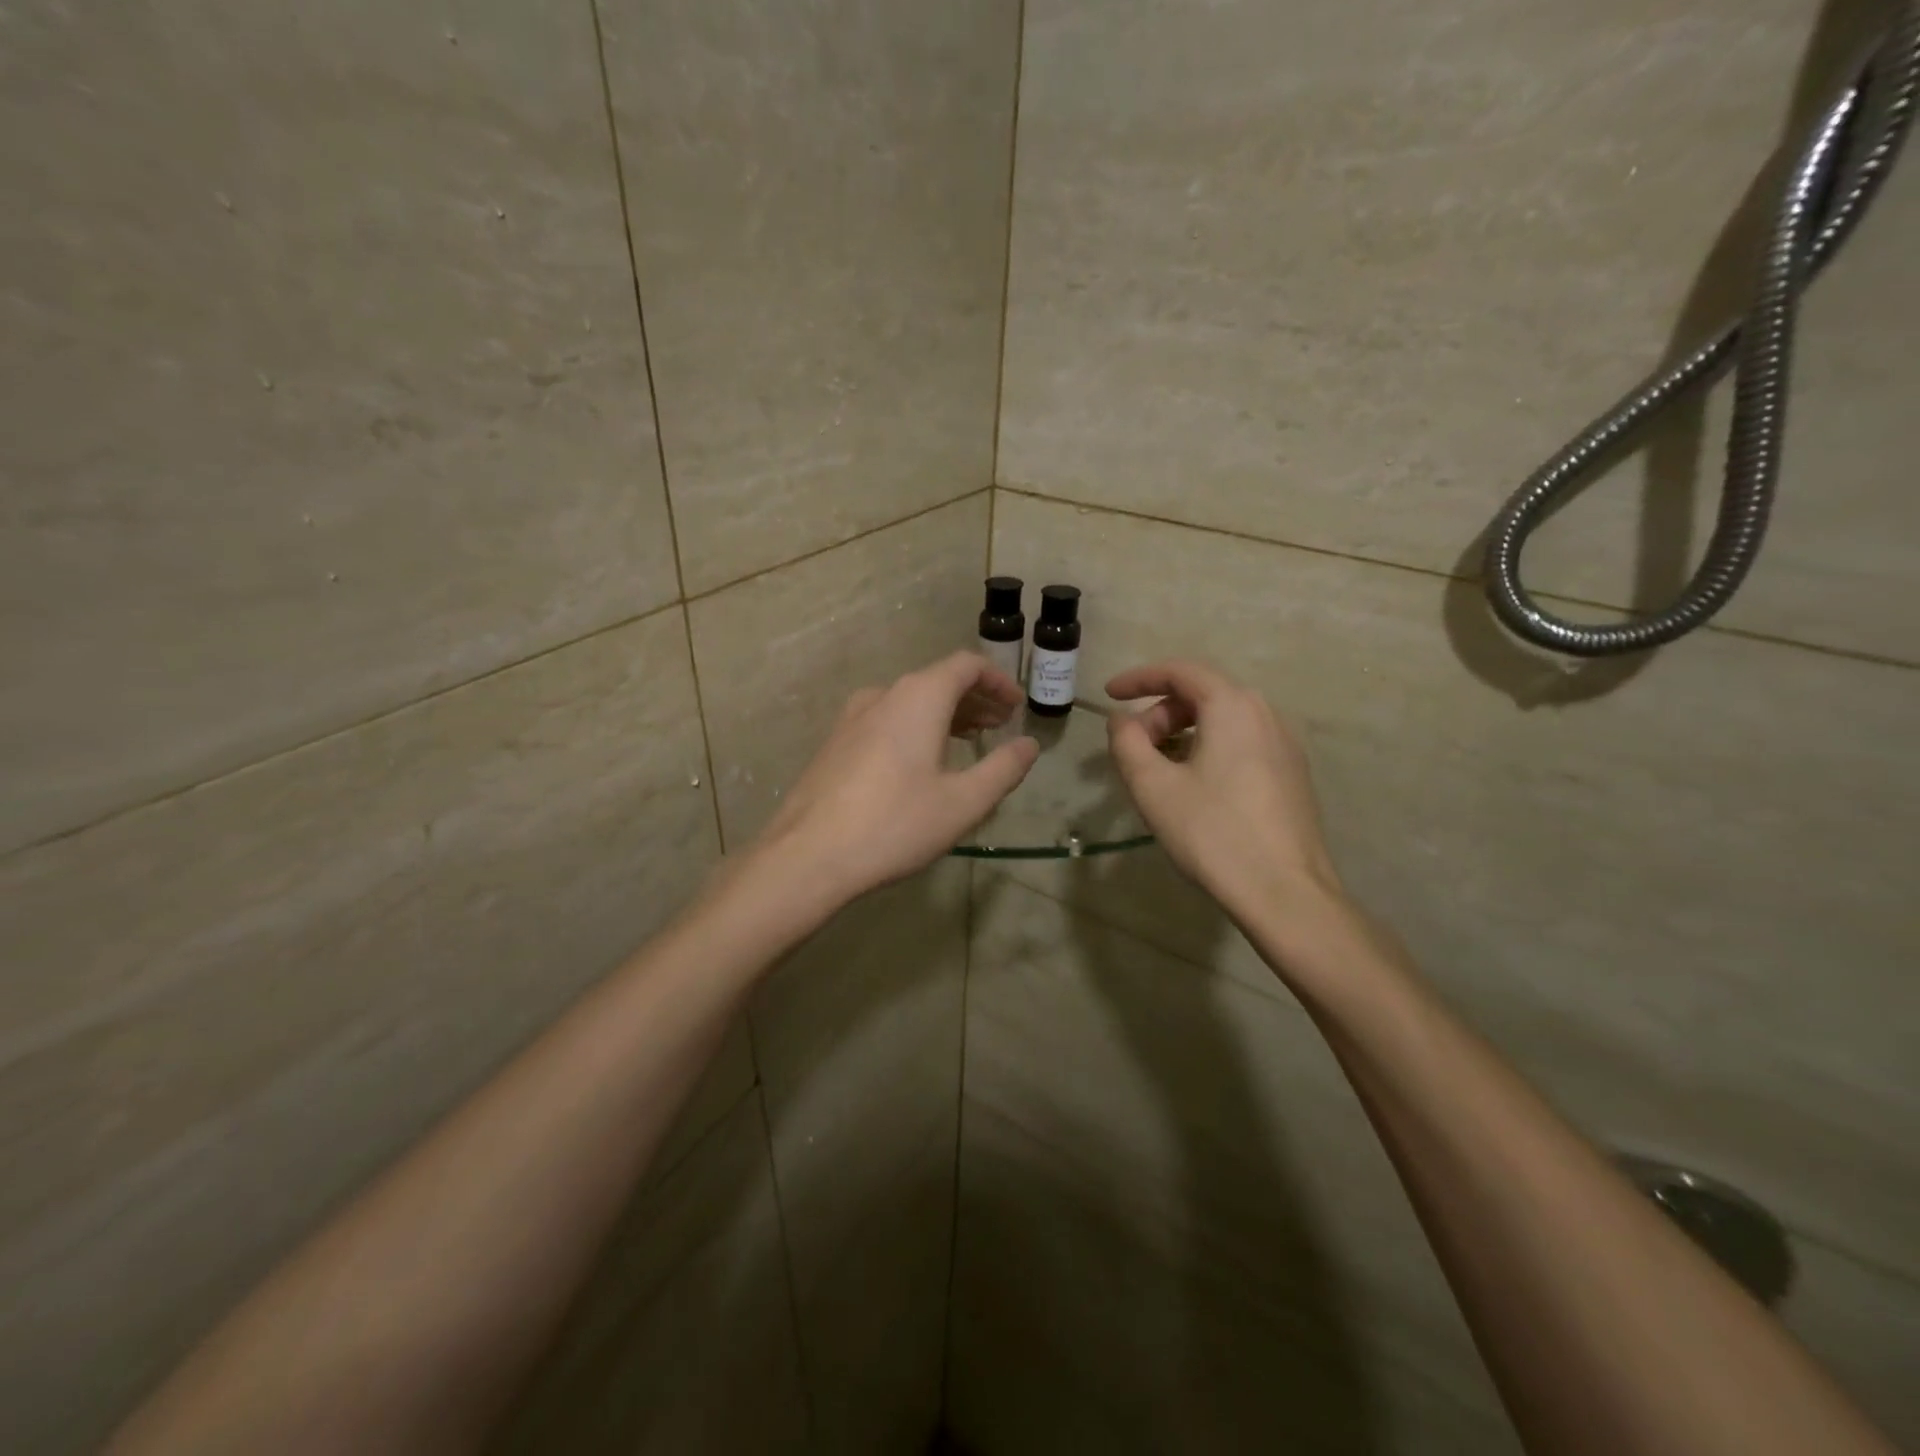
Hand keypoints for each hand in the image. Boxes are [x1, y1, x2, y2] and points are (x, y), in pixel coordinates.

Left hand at [751, 652, 1038, 906]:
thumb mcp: (963, 802)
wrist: (808, 855)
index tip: (1016, 706)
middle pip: (938, 681)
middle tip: (1000, 725)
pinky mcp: (835, 742)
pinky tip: (921, 761)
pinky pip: (886, 719)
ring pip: (910, 701)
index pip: (966, 666)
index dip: (997, 681)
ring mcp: (852, 717)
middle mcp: (884, 695)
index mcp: (919, 697)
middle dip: (975, 699)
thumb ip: (1003, 769)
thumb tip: (1028, 744)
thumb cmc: (895, 824)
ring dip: (945, 714)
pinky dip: (915, 727)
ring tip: (969, 740)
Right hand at [1106, 661, 1342, 923]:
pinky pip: (1241, 742)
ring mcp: (1284, 744)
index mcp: (1233, 706)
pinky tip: (1193, 784)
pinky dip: (1208, 748)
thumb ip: (1127, 743)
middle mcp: (1265, 714)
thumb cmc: (1213, 832)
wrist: (1285, 892)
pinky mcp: (1292, 774)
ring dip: (1182, 732)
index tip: (1109, 695)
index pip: (1180, 672)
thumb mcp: (1153, 787)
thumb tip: (1121, 720)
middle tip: (1131, 747)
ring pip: (1223, 720)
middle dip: (1159, 713)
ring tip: (1156, 768)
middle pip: (1202, 695)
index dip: (1139, 678)